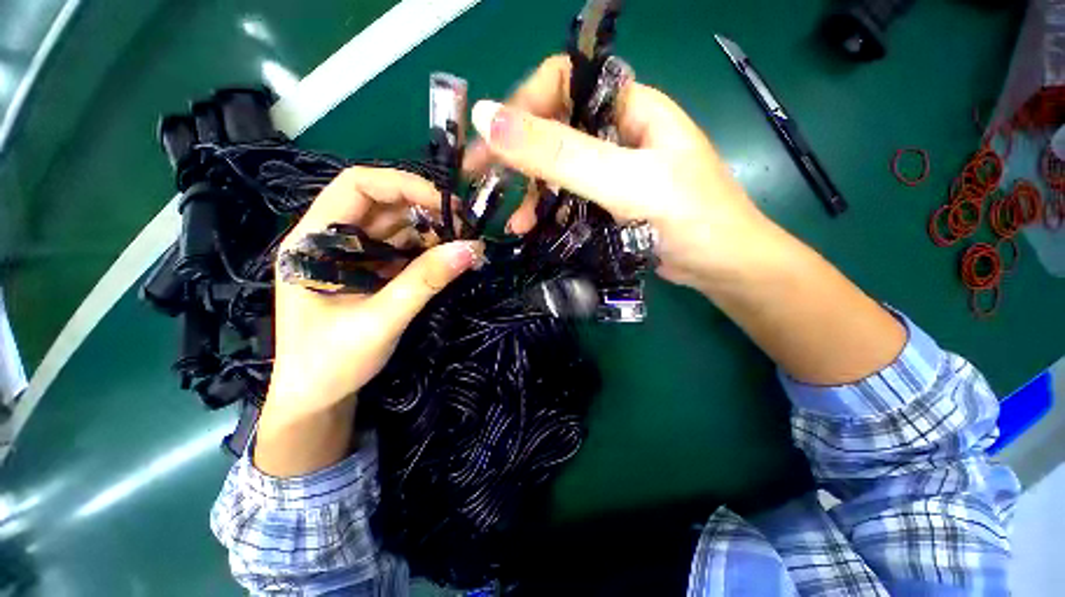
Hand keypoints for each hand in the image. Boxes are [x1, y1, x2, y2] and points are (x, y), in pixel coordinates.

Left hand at [256, 167, 482, 475]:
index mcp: (312, 240)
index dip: (404, 185)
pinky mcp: (370, 272)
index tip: (446, 205)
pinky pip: (403, 250)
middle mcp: (331, 239)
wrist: (317, 400)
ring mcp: (352, 256)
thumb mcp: (380, 321)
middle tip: (465, 228)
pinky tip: (449, 259)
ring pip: (397, 227)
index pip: (357, 186)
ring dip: (432, 232)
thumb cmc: (330, 363)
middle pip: (382, 204)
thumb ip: (425, 282)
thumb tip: (472, 249)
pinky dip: (429, 251)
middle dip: (426, 209)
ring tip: (464, 245)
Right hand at [465, 56, 904, 385]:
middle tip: (483, 179)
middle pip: (554, 127)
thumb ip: (561, 154)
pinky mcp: (607, 201)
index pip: (563, 82)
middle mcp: (616, 132)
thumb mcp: (624, 182)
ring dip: (531, 191)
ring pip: (557, 167)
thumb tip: (488, 118)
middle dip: (518, 154)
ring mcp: (611, 170)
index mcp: (628, 107)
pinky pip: (567, 196)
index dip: (524, 104)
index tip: (494, 140)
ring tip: (515, 221)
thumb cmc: (688, 218)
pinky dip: (547, 209)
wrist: (721, 265)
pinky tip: (532, 227)